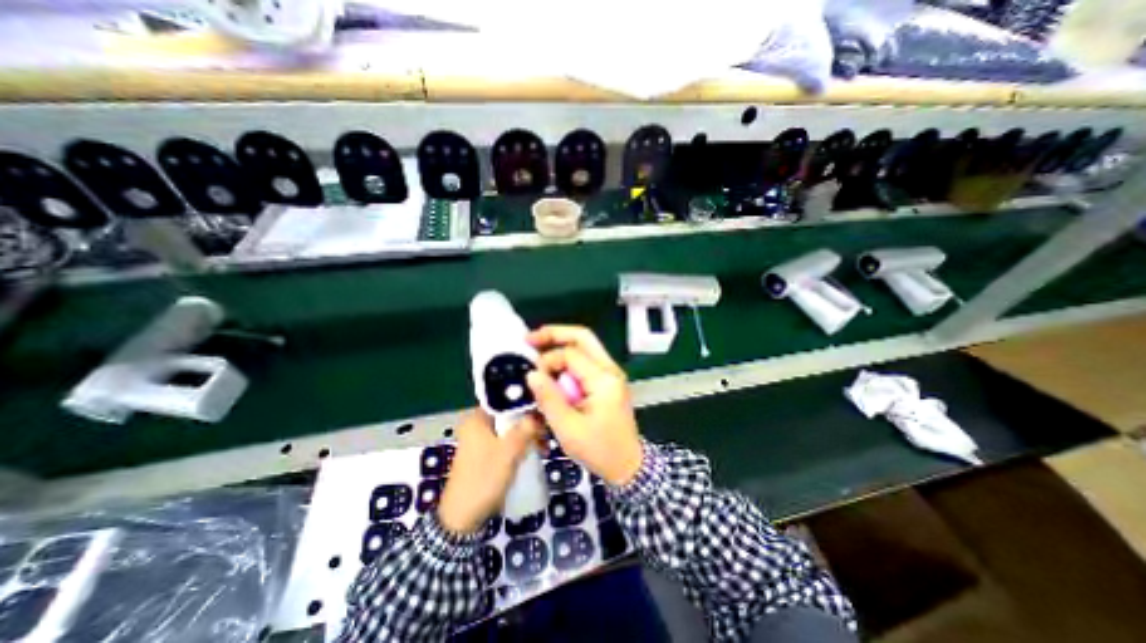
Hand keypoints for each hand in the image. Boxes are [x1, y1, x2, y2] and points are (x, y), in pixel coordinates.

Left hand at [439, 409, 544, 535]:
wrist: (462, 519)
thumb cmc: (484, 479)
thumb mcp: (509, 452)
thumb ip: (525, 429)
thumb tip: (540, 412)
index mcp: (477, 419)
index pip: (505, 401)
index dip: (526, 404)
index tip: (544, 411)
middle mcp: (477, 426)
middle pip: (509, 416)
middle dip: (529, 424)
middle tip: (546, 434)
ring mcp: (480, 441)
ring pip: (509, 430)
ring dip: (527, 436)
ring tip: (544, 447)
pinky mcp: (485, 455)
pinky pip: (506, 443)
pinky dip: (519, 445)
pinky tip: (533, 453)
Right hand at [527, 326, 642, 485]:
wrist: (628, 466)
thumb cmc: (599, 450)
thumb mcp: (569, 429)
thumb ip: (549, 398)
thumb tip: (531, 374)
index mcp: (604, 379)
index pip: (571, 354)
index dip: (548, 361)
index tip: (533, 378)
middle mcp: (610, 369)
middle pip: (583, 337)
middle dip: (555, 334)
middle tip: (530, 339)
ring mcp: (611, 374)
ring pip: (585, 347)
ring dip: (560, 347)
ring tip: (538, 354)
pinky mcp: (607, 382)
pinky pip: (585, 362)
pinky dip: (567, 362)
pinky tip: (553, 372)